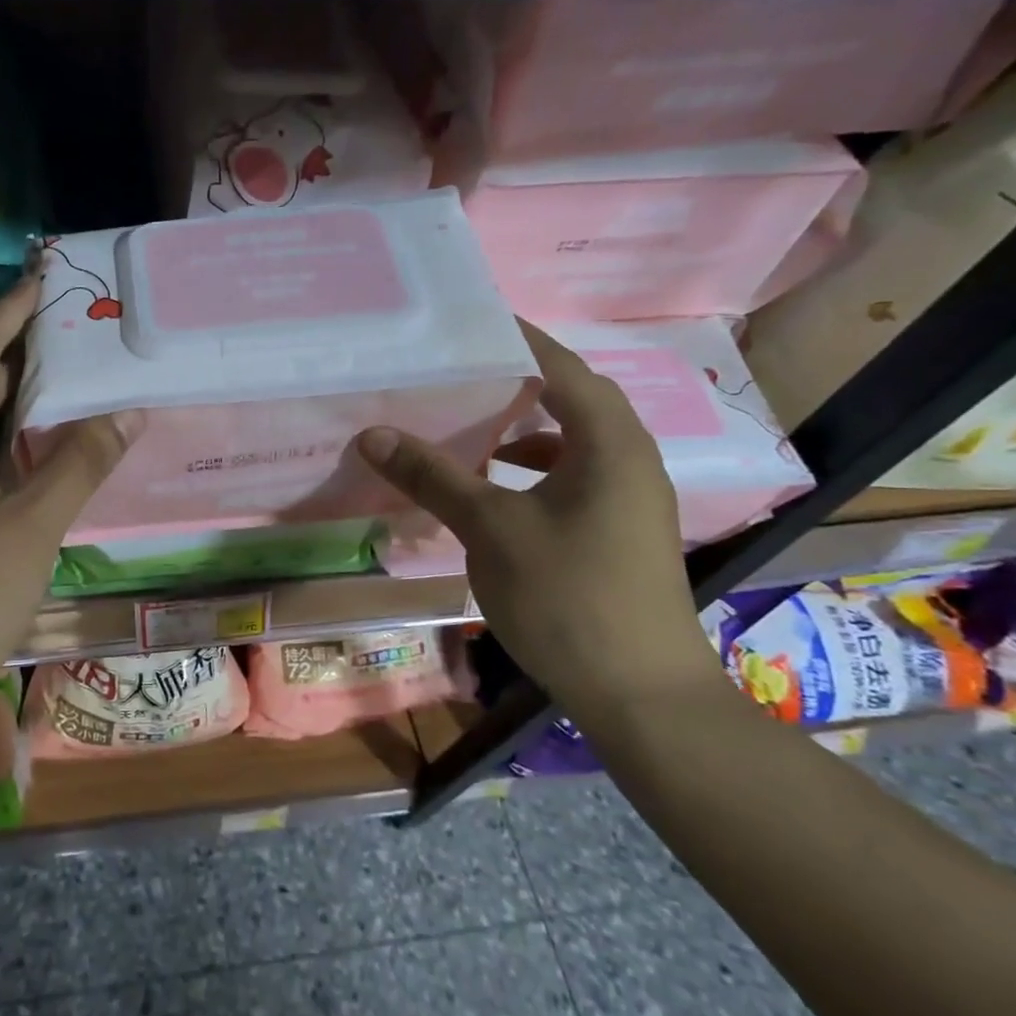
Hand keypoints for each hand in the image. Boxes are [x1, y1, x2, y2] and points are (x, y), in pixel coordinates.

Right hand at [355, 323, 724, 717]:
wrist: (641, 694)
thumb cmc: (568, 595)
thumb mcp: (491, 529)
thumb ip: (435, 475)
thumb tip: (374, 433)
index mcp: (609, 443)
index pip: (562, 367)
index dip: (517, 339)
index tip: (467, 322)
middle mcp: (627, 459)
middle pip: (569, 400)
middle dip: (513, 382)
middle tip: (454, 371)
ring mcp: (627, 499)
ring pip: (569, 443)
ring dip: (520, 430)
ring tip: (465, 426)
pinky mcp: (617, 531)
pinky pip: (569, 479)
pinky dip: (529, 472)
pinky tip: (491, 491)